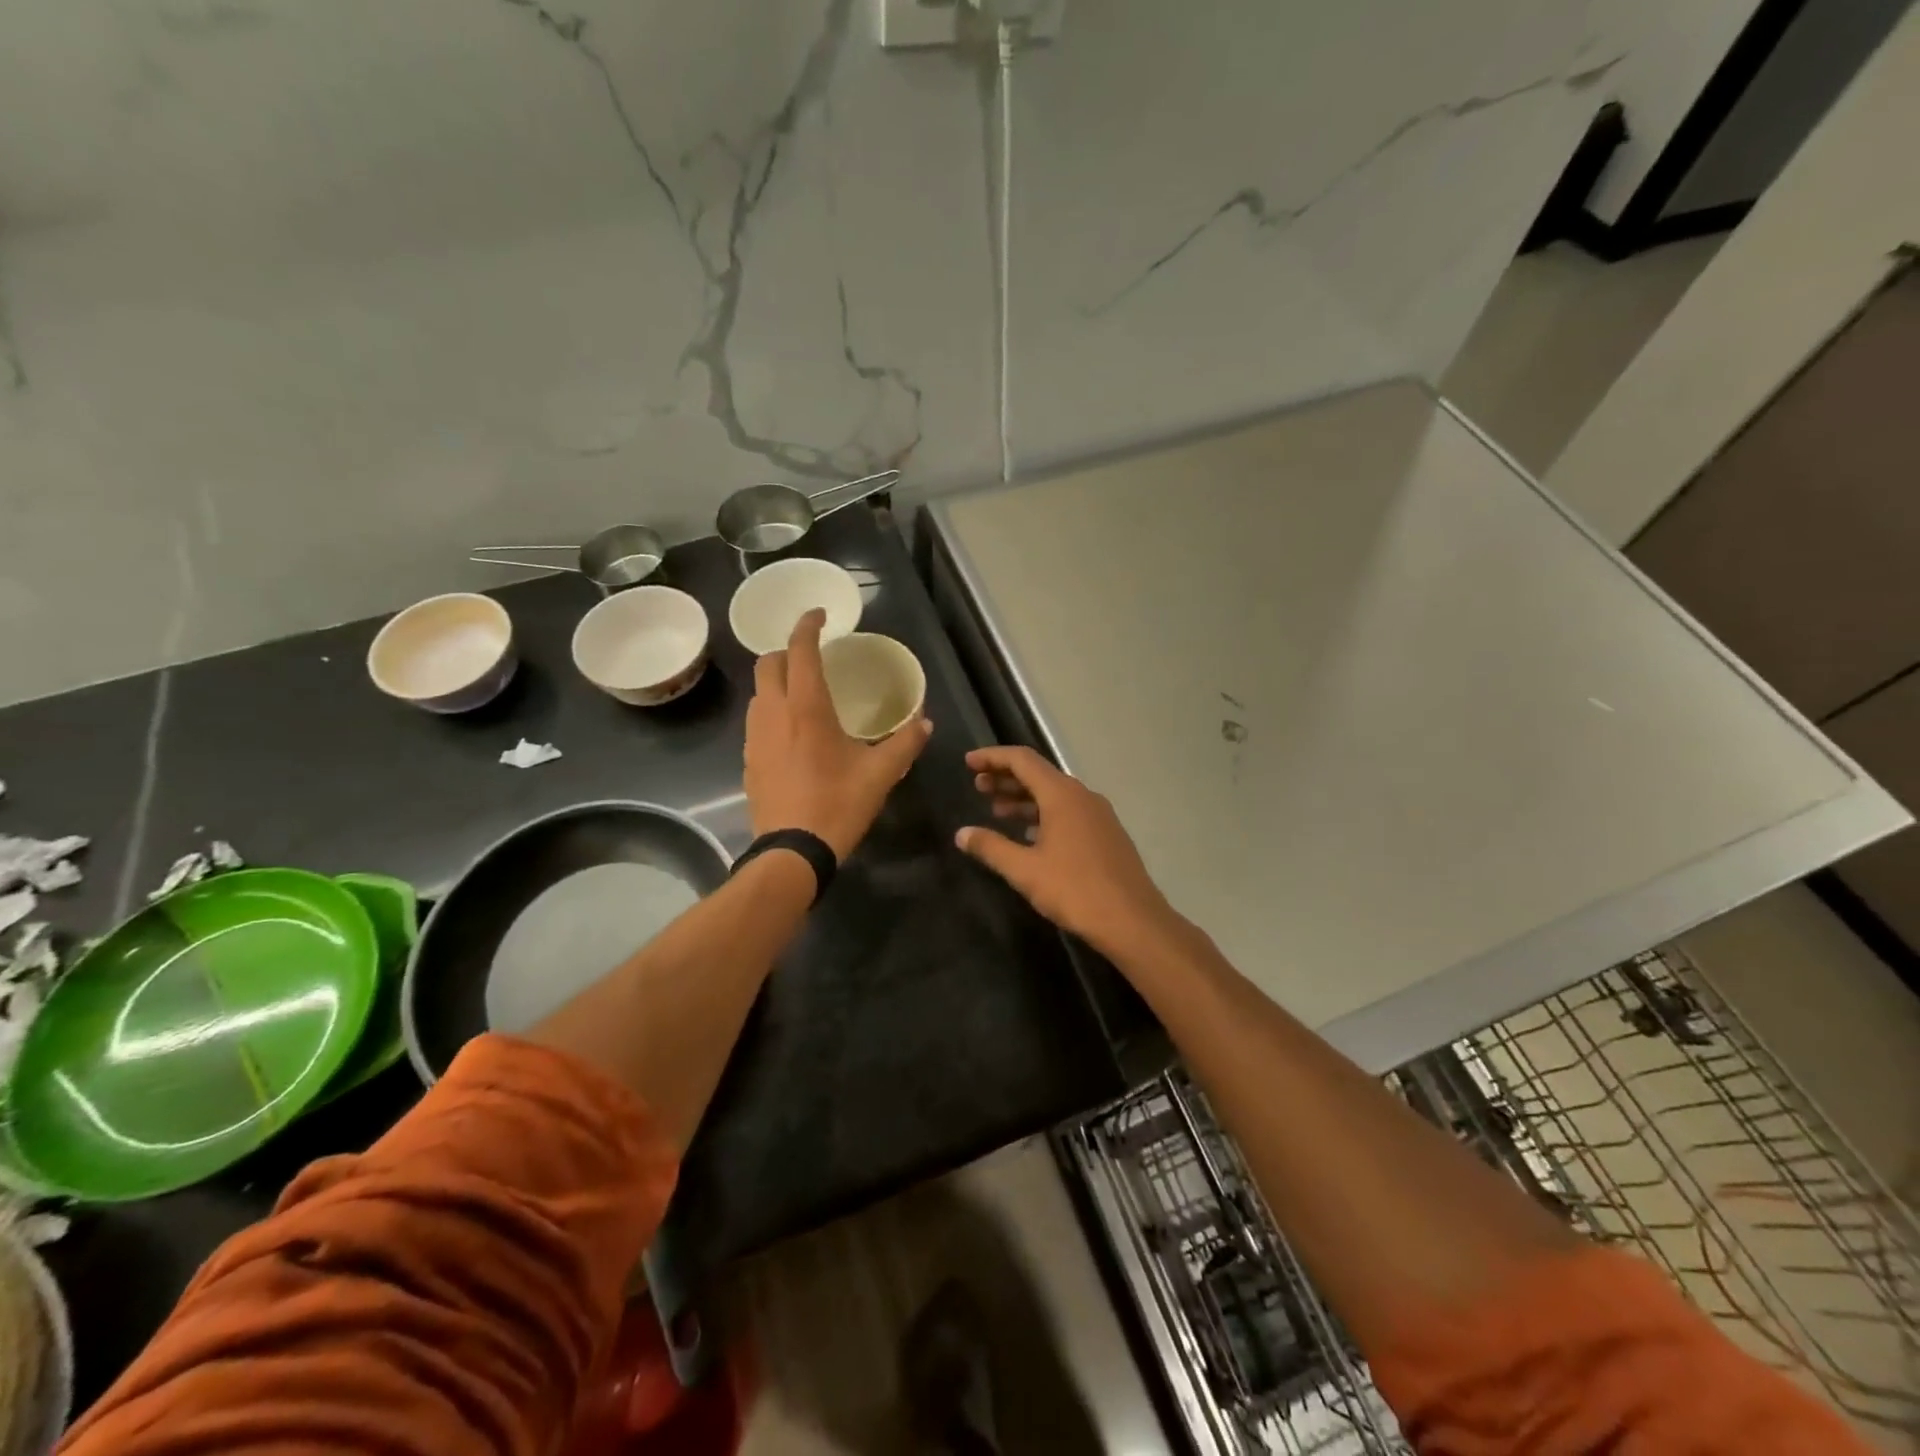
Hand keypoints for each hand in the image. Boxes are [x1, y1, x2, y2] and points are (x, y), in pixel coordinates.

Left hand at [744, 609, 931, 860]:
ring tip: (804, 694)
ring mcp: (755, 736)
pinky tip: (793, 733)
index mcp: (806, 707)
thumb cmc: (838, 805)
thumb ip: (905, 743)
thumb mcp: (880, 774)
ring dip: (778, 682)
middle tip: (813, 658)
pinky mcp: (748, 759)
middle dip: (788, 651)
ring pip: (759, 692)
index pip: (800, 649)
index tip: (820, 615)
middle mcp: (774, 712)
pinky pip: (757, 720)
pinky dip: (772, 711)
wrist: (792, 852)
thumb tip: (925, 721)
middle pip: (769, 663)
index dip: (808, 625)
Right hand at [956, 746, 1185, 957]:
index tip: (968, 763)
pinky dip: (1043, 814)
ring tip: (996, 810)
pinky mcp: (1106, 834)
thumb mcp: (1025, 870)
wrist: (1133, 921)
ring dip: (1024, 798)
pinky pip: (1068, 812)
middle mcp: (1082, 795)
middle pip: (1039, 774)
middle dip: (1006, 777)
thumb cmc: (1075, 890)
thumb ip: (991, 847)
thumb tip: (962, 833)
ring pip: (1054, 794)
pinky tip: (1029, 834)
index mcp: (1062, 795)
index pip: (1022, 760)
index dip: (992, 757)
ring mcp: (1098, 814)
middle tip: (978, 787)